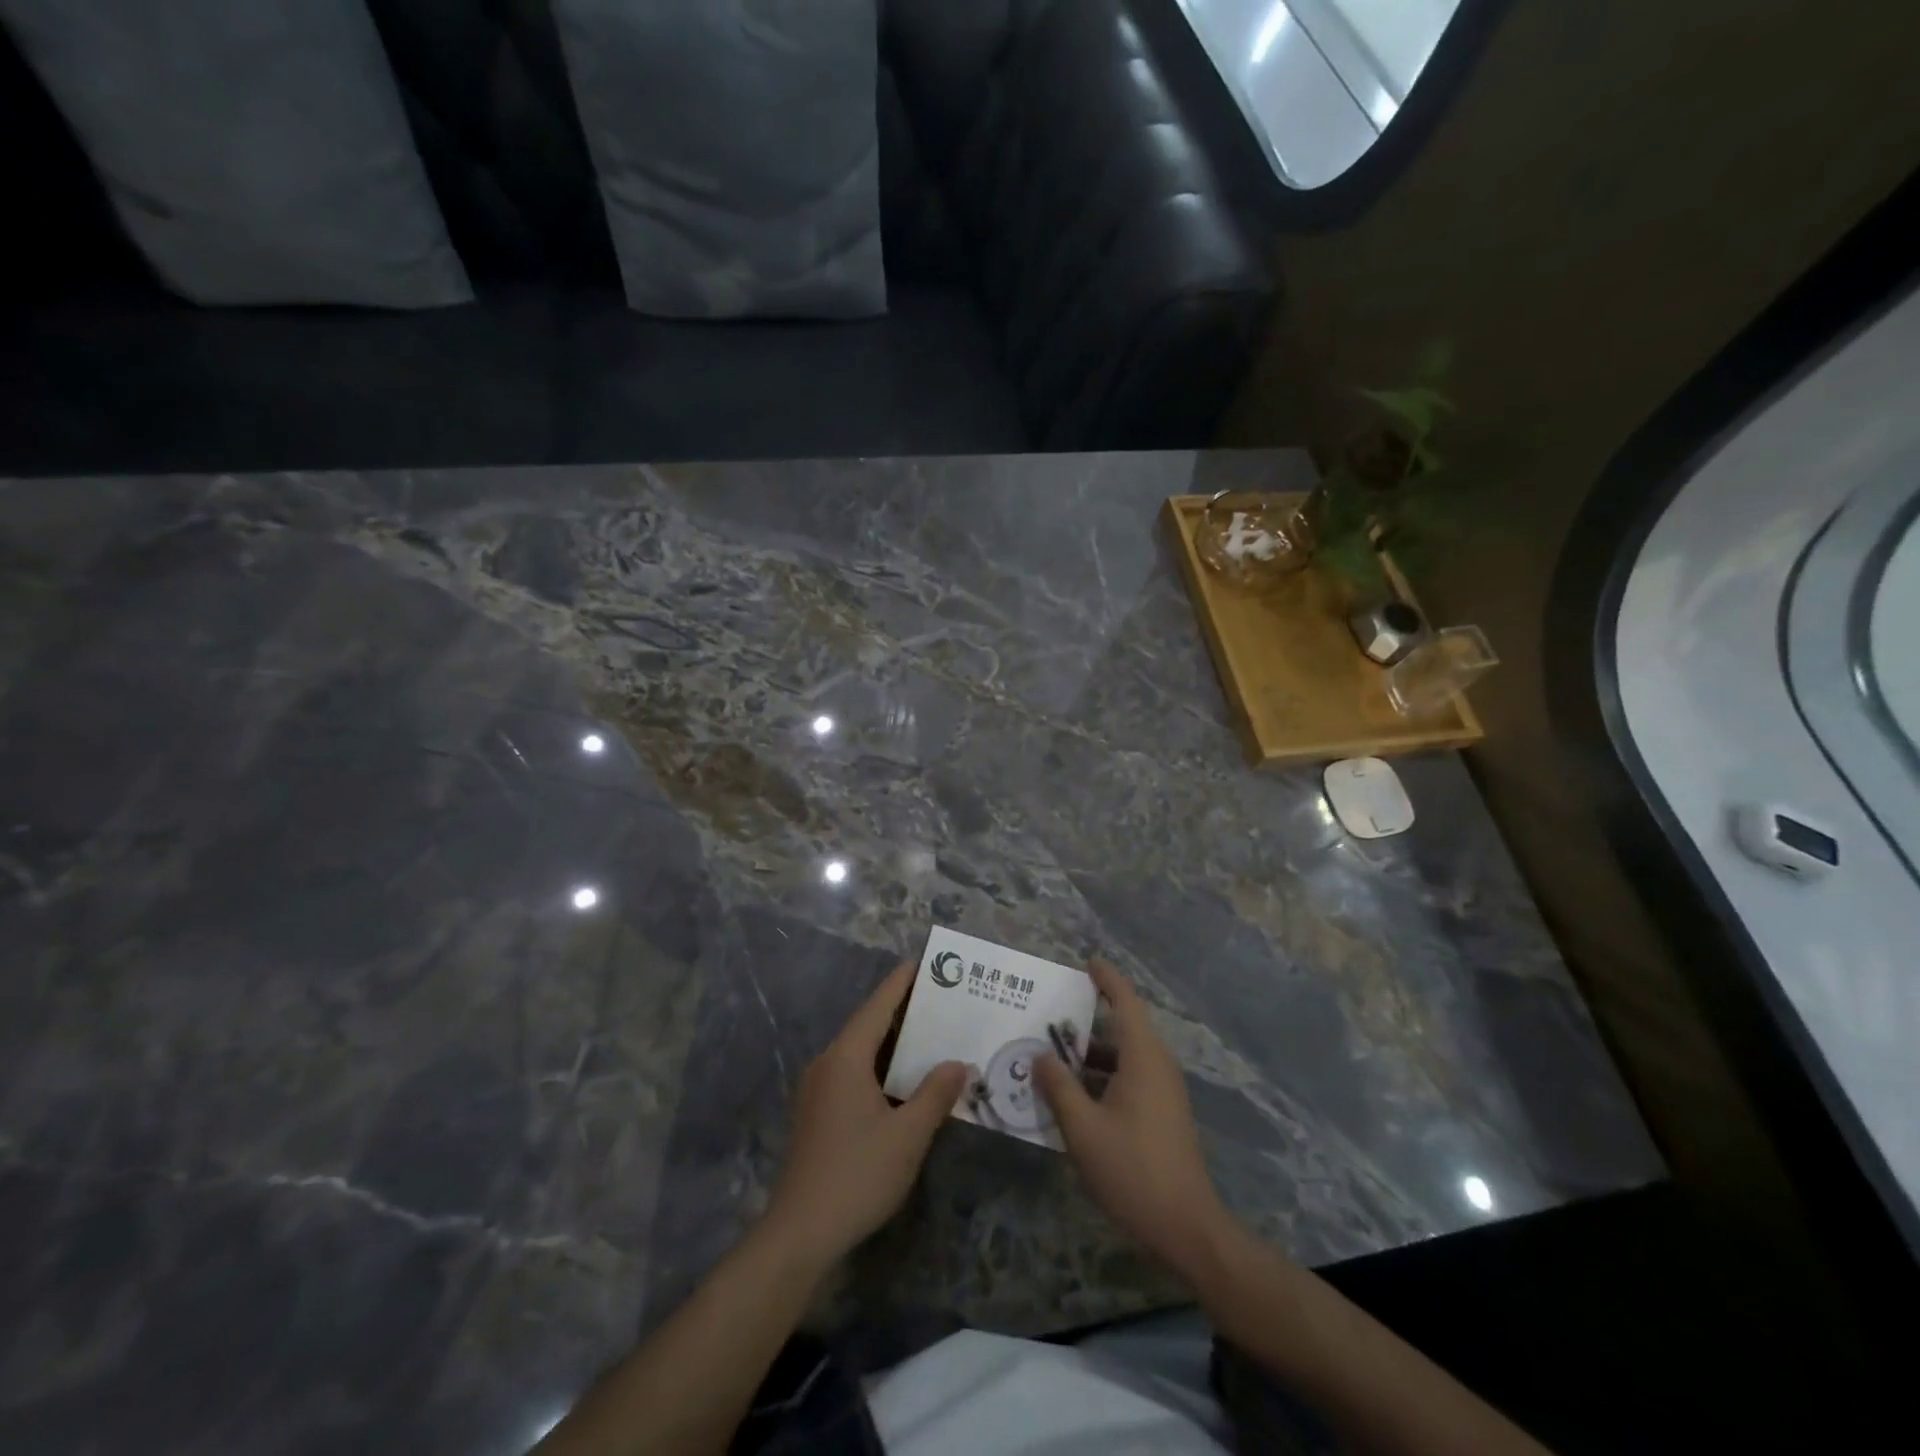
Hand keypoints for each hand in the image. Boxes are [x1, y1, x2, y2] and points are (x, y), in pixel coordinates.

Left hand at [763, 962, 967, 1271]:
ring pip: (861, 1052)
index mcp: (846, 1058)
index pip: (878, 1006)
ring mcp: (818, 1089)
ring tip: (931, 1038)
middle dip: (904, 1013)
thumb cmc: (857, 1174)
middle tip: (942, 1003)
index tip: (925, 964)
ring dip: (893, 1044)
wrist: (800, 1233)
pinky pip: (853, 1073)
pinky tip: (904, 1083)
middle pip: (868, 1025)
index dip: (902, 983)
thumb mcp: (908, 1135)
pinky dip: (881, 1068)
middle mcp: (827, 1063)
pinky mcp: (817, 1113)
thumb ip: (935, 1094)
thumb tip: (958, 1063)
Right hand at [1036, 960, 1232, 1279]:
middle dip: (1087, 1020)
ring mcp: (1164, 1092)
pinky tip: (1073, 1095)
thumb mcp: (1082, 1128)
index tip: (1088, 962)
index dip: (1107, 979)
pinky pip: (1129, 1079)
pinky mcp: (1163, 1115)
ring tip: (1051, 1057)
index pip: (1126, 1002)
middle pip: (1123, 1029)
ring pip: (1124, 1057)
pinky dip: (1102, 1077)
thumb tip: (1039, 1055)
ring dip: (1090, 1055)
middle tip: (1049, 1016)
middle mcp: (1157, 1066)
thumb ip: (1058, 1087)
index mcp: (1143, 1058)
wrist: (1186, 1228)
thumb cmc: (1132, 1170)